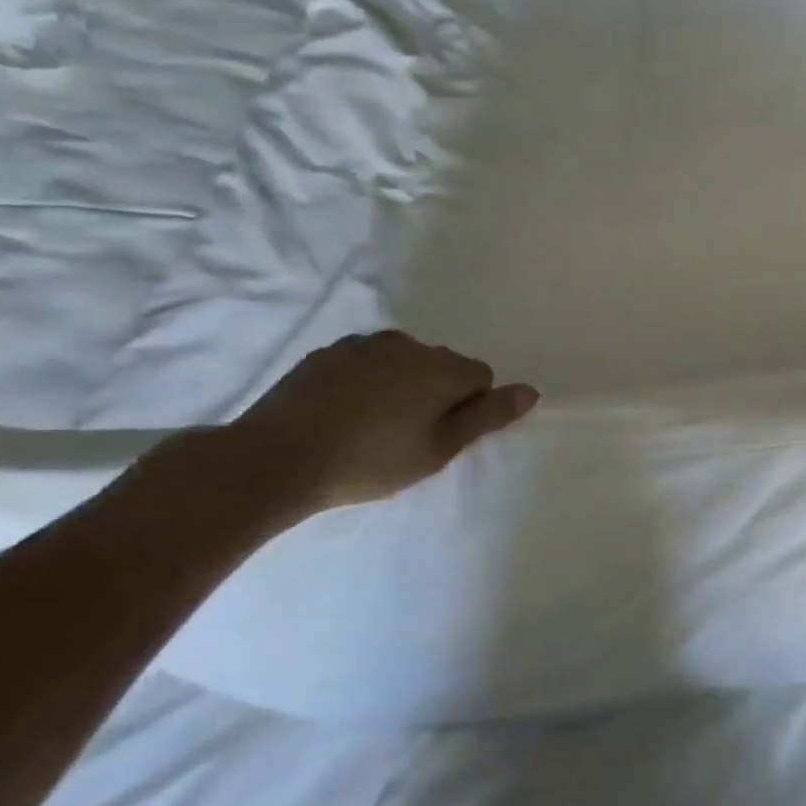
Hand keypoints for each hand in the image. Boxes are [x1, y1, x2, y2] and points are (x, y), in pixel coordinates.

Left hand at [221, 331, 538, 517]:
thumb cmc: (371, 461)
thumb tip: (531, 390)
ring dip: (403, 383)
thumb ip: (488, 416)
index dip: (469, 407)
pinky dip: (368, 379)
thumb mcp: (439, 449)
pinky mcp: (327, 352)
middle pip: (444, 364)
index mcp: (442, 368)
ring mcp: (364, 344)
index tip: (441, 435)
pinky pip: (368, 360)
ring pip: (405, 360)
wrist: (275, 459)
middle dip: (437, 391)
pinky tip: (345, 411)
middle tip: (410, 434)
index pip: (482, 377)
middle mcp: (410, 345)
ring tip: (375, 422)